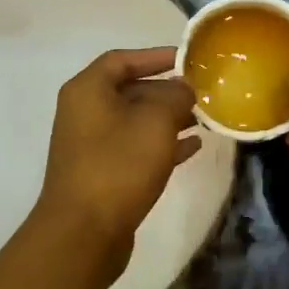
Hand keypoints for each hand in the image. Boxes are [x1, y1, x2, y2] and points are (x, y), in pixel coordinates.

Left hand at [36, 47, 200, 266]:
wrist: (84, 232)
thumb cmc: (119, 165)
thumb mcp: (155, 121)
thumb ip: (174, 96)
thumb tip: (182, 88)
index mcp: (88, 90)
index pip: (123, 59)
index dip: (156, 56)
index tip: (188, 60)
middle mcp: (85, 112)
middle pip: (129, 90)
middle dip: (167, 90)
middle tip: (202, 93)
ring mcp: (92, 145)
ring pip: (135, 121)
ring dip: (168, 118)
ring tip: (204, 118)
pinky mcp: (103, 173)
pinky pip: (136, 147)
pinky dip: (162, 144)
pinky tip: (193, 146)